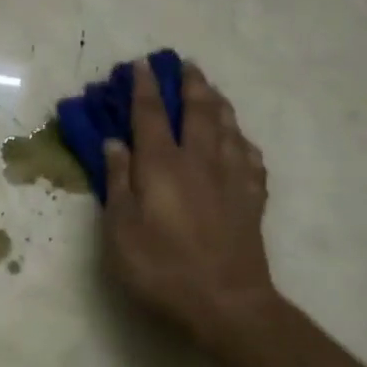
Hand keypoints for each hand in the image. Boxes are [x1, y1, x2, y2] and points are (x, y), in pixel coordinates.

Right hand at [100, 59, 276, 338]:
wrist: (226, 302)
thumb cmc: (161, 267)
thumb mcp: (121, 230)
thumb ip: (118, 182)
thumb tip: (115, 143)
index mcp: (162, 166)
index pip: (149, 115)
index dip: (143, 88)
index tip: (141, 64)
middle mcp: (199, 161)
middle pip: (197, 111)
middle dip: (189, 84)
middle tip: (185, 65)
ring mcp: (231, 178)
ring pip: (227, 127)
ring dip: (218, 103)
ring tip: (211, 90)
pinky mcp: (252, 199)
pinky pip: (250, 157)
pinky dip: (241, 141)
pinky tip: (239, 141)